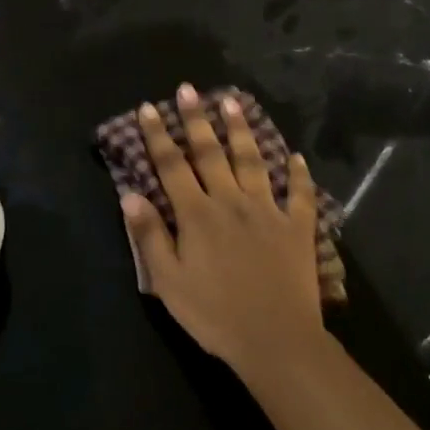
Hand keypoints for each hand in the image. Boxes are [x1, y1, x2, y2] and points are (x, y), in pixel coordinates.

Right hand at [122, 83, 325, 377]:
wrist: (275, 340)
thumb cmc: (214, 314)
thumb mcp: (168, 281)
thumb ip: (149, 235)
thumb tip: (130, 194)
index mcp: (197, 214)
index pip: (172, 166)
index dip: (158, 136)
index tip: (149, 108)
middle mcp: (230, 201)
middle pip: (211, 152)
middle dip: (197, 119)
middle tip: (189, 89)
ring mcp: (267, 211)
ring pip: (252, 161)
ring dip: (241, 130)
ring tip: (233, 102)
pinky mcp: (297, 228)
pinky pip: (299, 195)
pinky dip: (298, 175)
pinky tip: (297, 157)